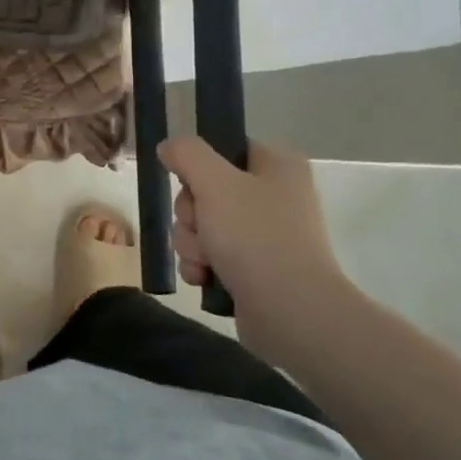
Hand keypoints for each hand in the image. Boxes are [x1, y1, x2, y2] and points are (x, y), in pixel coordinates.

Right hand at [157, 137, 364, 358]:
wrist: (290, 312)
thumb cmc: (255, 237)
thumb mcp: (214, 183)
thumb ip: (187, 154)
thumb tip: (169, 146)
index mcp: (277, 166)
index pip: (224, 149)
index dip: (198, 167)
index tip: (191, 185)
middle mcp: (275, 196)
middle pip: (205, 190)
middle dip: (190, 214)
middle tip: (200, 229)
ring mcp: (265, 235)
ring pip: (202, 226)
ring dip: (191, 243)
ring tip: (205, 262)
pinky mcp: (255, 269)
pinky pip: (210, 256)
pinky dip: (201, 266)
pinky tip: (204, 279)